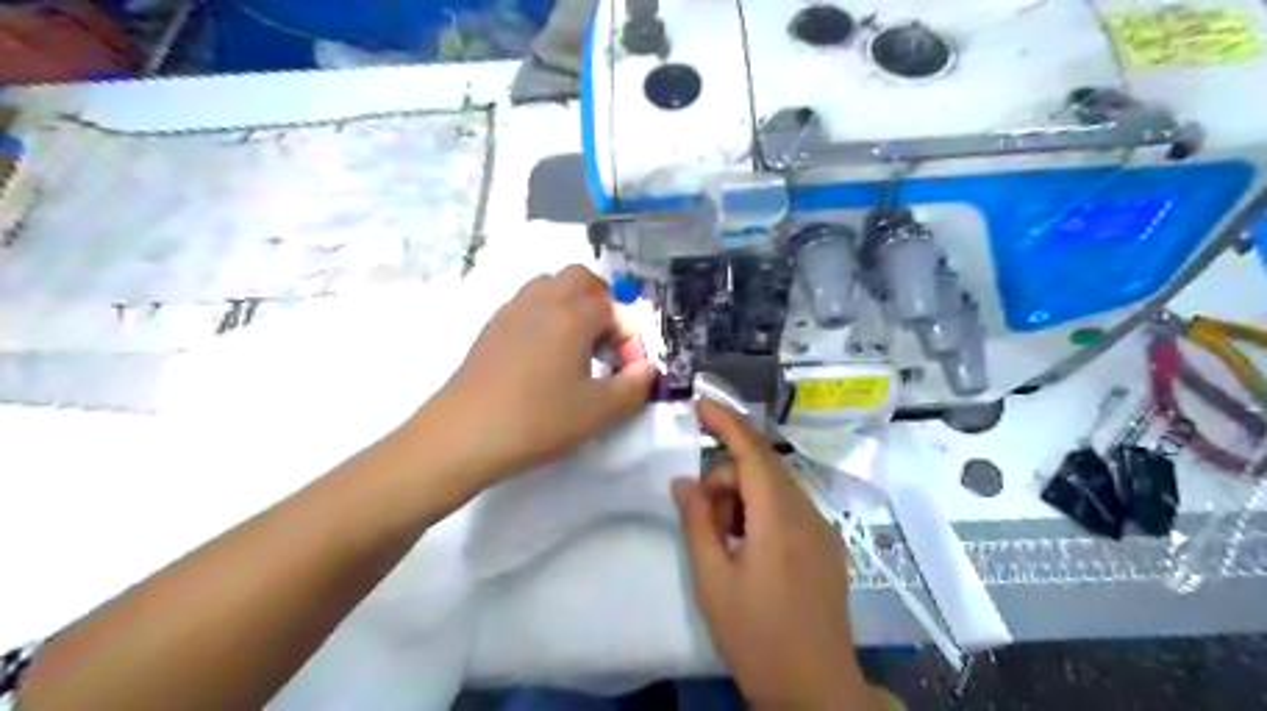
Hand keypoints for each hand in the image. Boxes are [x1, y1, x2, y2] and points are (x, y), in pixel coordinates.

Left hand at [423, 265, 653, 484]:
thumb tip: (646, 369)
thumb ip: (632, 387)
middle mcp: (541, 302)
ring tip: (578, 345)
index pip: (612, 306)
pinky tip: (545, 355)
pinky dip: (546, 316)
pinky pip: (527, 304)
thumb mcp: (597, 411)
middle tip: (607, 340)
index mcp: (571, 316)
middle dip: (602, 302)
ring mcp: (511, 311)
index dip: (628, 333)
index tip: (630, 367)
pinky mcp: (491, 328)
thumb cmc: (536, 420)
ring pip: (549, 286)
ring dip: (572, 304)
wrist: (463, 435)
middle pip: (579, 278)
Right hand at [672, 403, 871, 707]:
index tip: (700, 403)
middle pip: (761, 468)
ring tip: (724, 541)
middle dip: (726, 478)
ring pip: (775, 488)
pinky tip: (748, 548)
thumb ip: (697, 522)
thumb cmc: (757, 636)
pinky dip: (761, 511)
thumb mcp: (713, 580)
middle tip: (703, 518)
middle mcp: (807, 513)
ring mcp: (822, 529)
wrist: (816, 690)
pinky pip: (788, 508)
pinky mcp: (827, 545)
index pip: (752, 452)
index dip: (726, 421)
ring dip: (742, 497)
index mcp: (779, 519)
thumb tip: (683, 481)